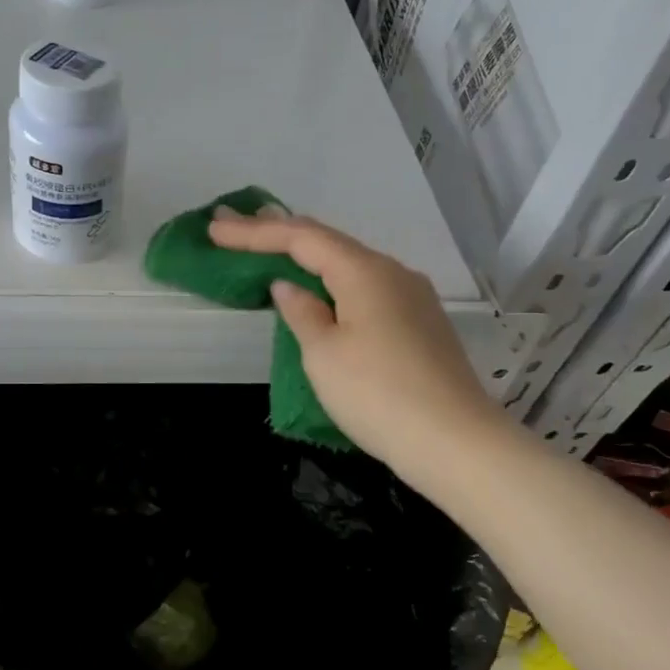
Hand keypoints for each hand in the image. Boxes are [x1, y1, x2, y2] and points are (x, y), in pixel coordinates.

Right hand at [207, 211, 496, 486]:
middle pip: (328, 242)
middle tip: (235, 226)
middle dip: (278, 233)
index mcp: (365, 271)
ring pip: (349, 264)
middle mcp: (392, 272)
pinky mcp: (420, 323)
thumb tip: (289, 287)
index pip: (300, 237)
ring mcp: (412, 297)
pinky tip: (320, 288)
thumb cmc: (377, 395)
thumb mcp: (324, 355)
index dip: (253, 232)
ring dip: (307, 256)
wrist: (455, 442)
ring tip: (270, 246)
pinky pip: (365, 287)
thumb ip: (302, 313)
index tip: (214, 229)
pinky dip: (332, 280)